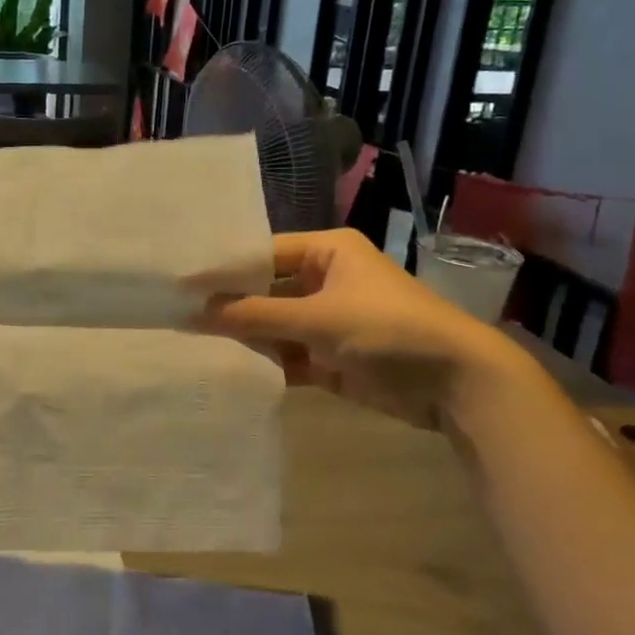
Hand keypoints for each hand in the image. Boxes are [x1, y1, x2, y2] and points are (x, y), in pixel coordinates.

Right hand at [203, 229, 524, 429]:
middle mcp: (324, 279)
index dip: (224, 270)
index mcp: (326, 251)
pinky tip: (227, 367)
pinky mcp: (330, 357)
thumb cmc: (387, 329)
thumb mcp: (317, 318)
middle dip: (231, 305)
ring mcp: (327, 320)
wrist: (456, 383)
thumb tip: (195, 313)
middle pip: (265, 289)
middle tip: (178, 313)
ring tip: (191, 340)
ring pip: (273, 324)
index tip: (182, 284)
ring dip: (245, 335)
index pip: (262, 253)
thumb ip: (255, 316)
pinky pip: (287, 354)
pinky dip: (264, 362)